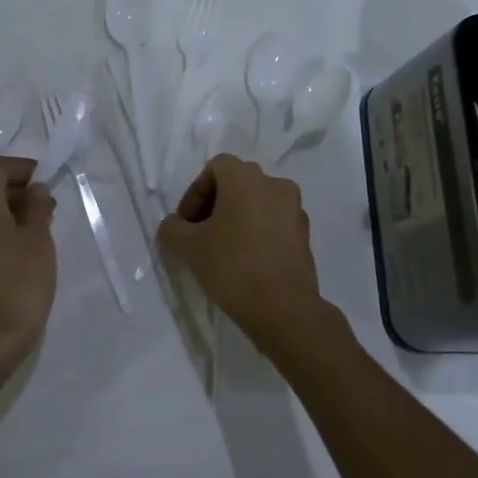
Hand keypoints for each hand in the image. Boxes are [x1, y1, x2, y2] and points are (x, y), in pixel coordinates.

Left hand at [0, 156, 56, 368]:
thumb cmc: (17, 286)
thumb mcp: (39, 242)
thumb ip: (37, 208)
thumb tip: (35, 190)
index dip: (20, 168)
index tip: (45, 181)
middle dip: (13, 189)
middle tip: (43, 206)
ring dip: (1, 210)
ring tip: (32, 229)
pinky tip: (12, 249)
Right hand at [158, 154, 337, 359]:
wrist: (284, 309)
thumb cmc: (232, 266)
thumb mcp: (187, 247)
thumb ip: (172, 228)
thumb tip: (175, 226)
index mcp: (246, 177)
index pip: (215, 168)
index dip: (195, 193)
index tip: (186, 224)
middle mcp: (274, 184)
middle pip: (237, 184)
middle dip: (215, 205)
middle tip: (200, 235)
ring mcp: (295, 209)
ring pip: (257, 204)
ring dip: (237, 219)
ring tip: (223, 251)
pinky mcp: (305, 235)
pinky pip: (274, 224)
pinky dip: (258, 233)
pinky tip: (246, 262)